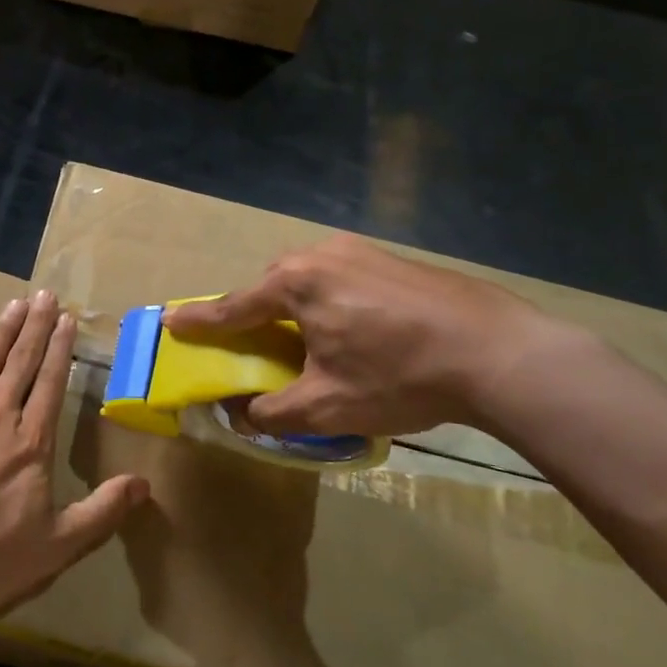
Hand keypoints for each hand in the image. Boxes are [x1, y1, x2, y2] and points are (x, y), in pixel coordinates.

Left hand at [0, 289, 149, 621]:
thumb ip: (101, 511)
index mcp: (30, 442)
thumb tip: (145, 484)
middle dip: (36, 327)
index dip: (61, 350)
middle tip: (45, 294)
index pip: (51, 385)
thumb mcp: (55, 545)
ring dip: (3, 331)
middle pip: (21, 364)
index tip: (68, 319)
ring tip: (16, 302)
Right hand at [163, 234, 558, 438]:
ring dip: (295, 308)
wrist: (498, 352)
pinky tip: (353, 330)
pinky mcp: (391, 259)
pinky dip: (329, 302)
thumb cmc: (399, 376)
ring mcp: (359, 251)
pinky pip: (340, 278)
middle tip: (254, 346)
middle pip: (270, 288)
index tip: (169, 320)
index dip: (199, 321)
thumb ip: (273, 412)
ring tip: (308, 342)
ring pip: (307, 281)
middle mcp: (320, 255)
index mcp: (295, 285)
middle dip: (255, 315)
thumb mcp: (328, 406)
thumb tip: (243, 414)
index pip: (232, 307)